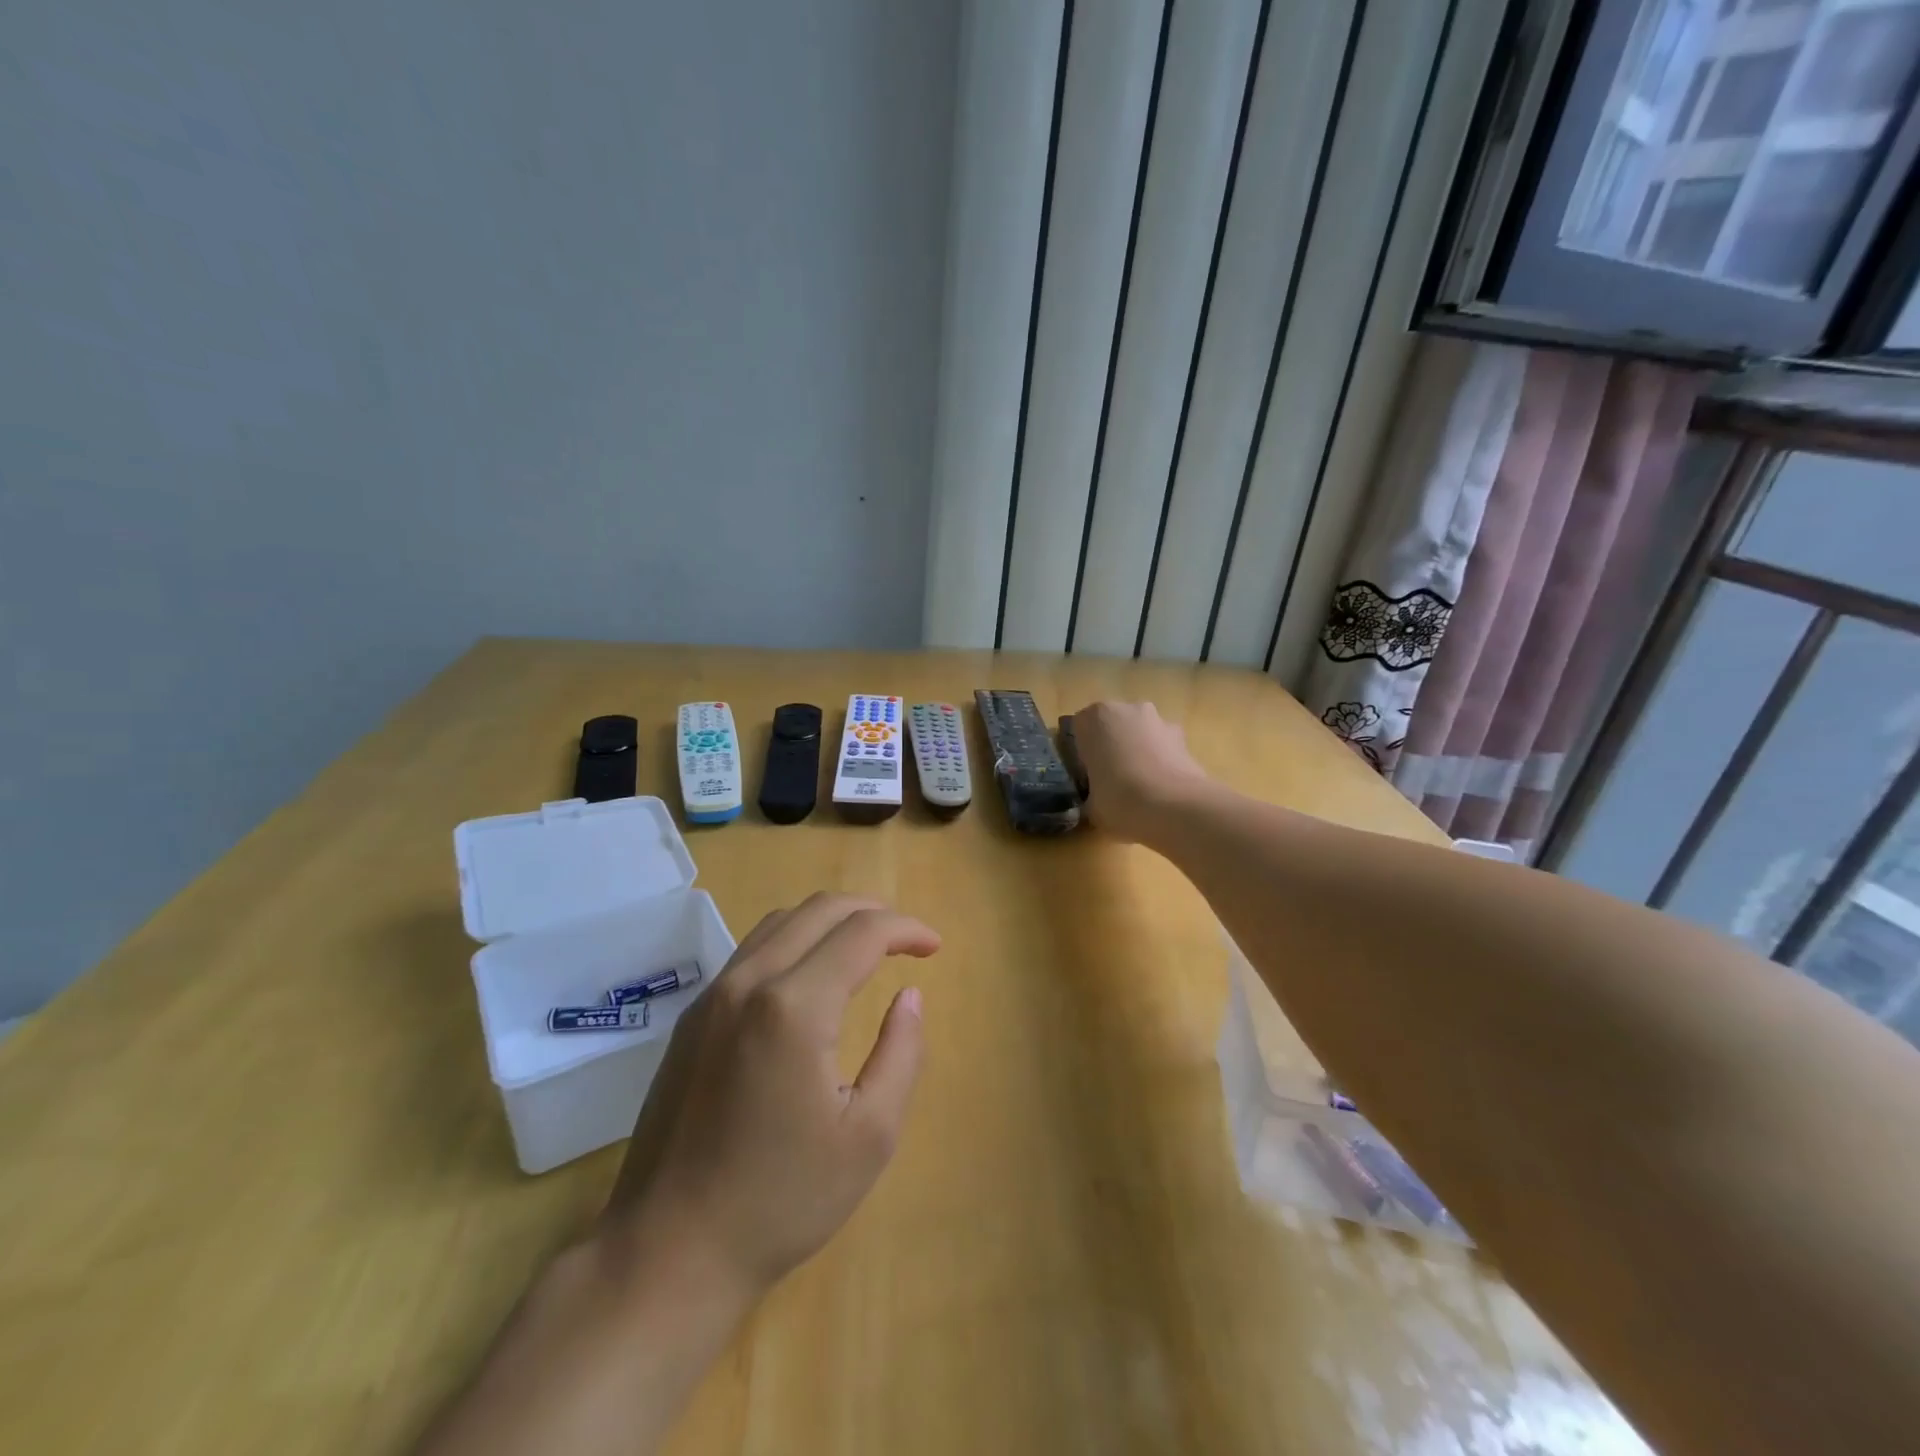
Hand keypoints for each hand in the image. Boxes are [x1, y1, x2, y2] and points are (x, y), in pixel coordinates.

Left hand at [603, 894, 939, 1299]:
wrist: (668, 1251)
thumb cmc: (781, 1200)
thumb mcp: (869, 1136)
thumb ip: (901, 1053)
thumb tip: (909, 995)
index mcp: (795, 1006)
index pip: (861, 933)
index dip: (906, 930)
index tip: (934, 948)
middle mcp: (749, 982)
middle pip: (820, 909)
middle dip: (872, 911)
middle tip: (906, 940)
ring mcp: (713, 996)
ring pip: (782, 921)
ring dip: (831, 920)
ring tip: (865, 947)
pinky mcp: (693, 1016)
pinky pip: (753, 950)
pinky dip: (795, 940)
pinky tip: (812, 976)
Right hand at [1069, 700, 1211, 842]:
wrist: (1176, 808)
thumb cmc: (1120, 799)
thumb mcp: (1090, 805)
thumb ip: (1089, 796)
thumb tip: (1093, 803)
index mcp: (1096, 717)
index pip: (1079, 727)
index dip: (1081, 751)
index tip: (1085, 774)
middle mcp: (1127, 710)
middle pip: (1112, 725)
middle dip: (1111, 746)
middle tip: (1109, 779)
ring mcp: (1159, 721)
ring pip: (1140, 734)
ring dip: (1137, 751)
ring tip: (1139, 786)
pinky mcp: (1184, 738)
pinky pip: (1163, 747)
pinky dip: (1160, 761)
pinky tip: (1160, 789)